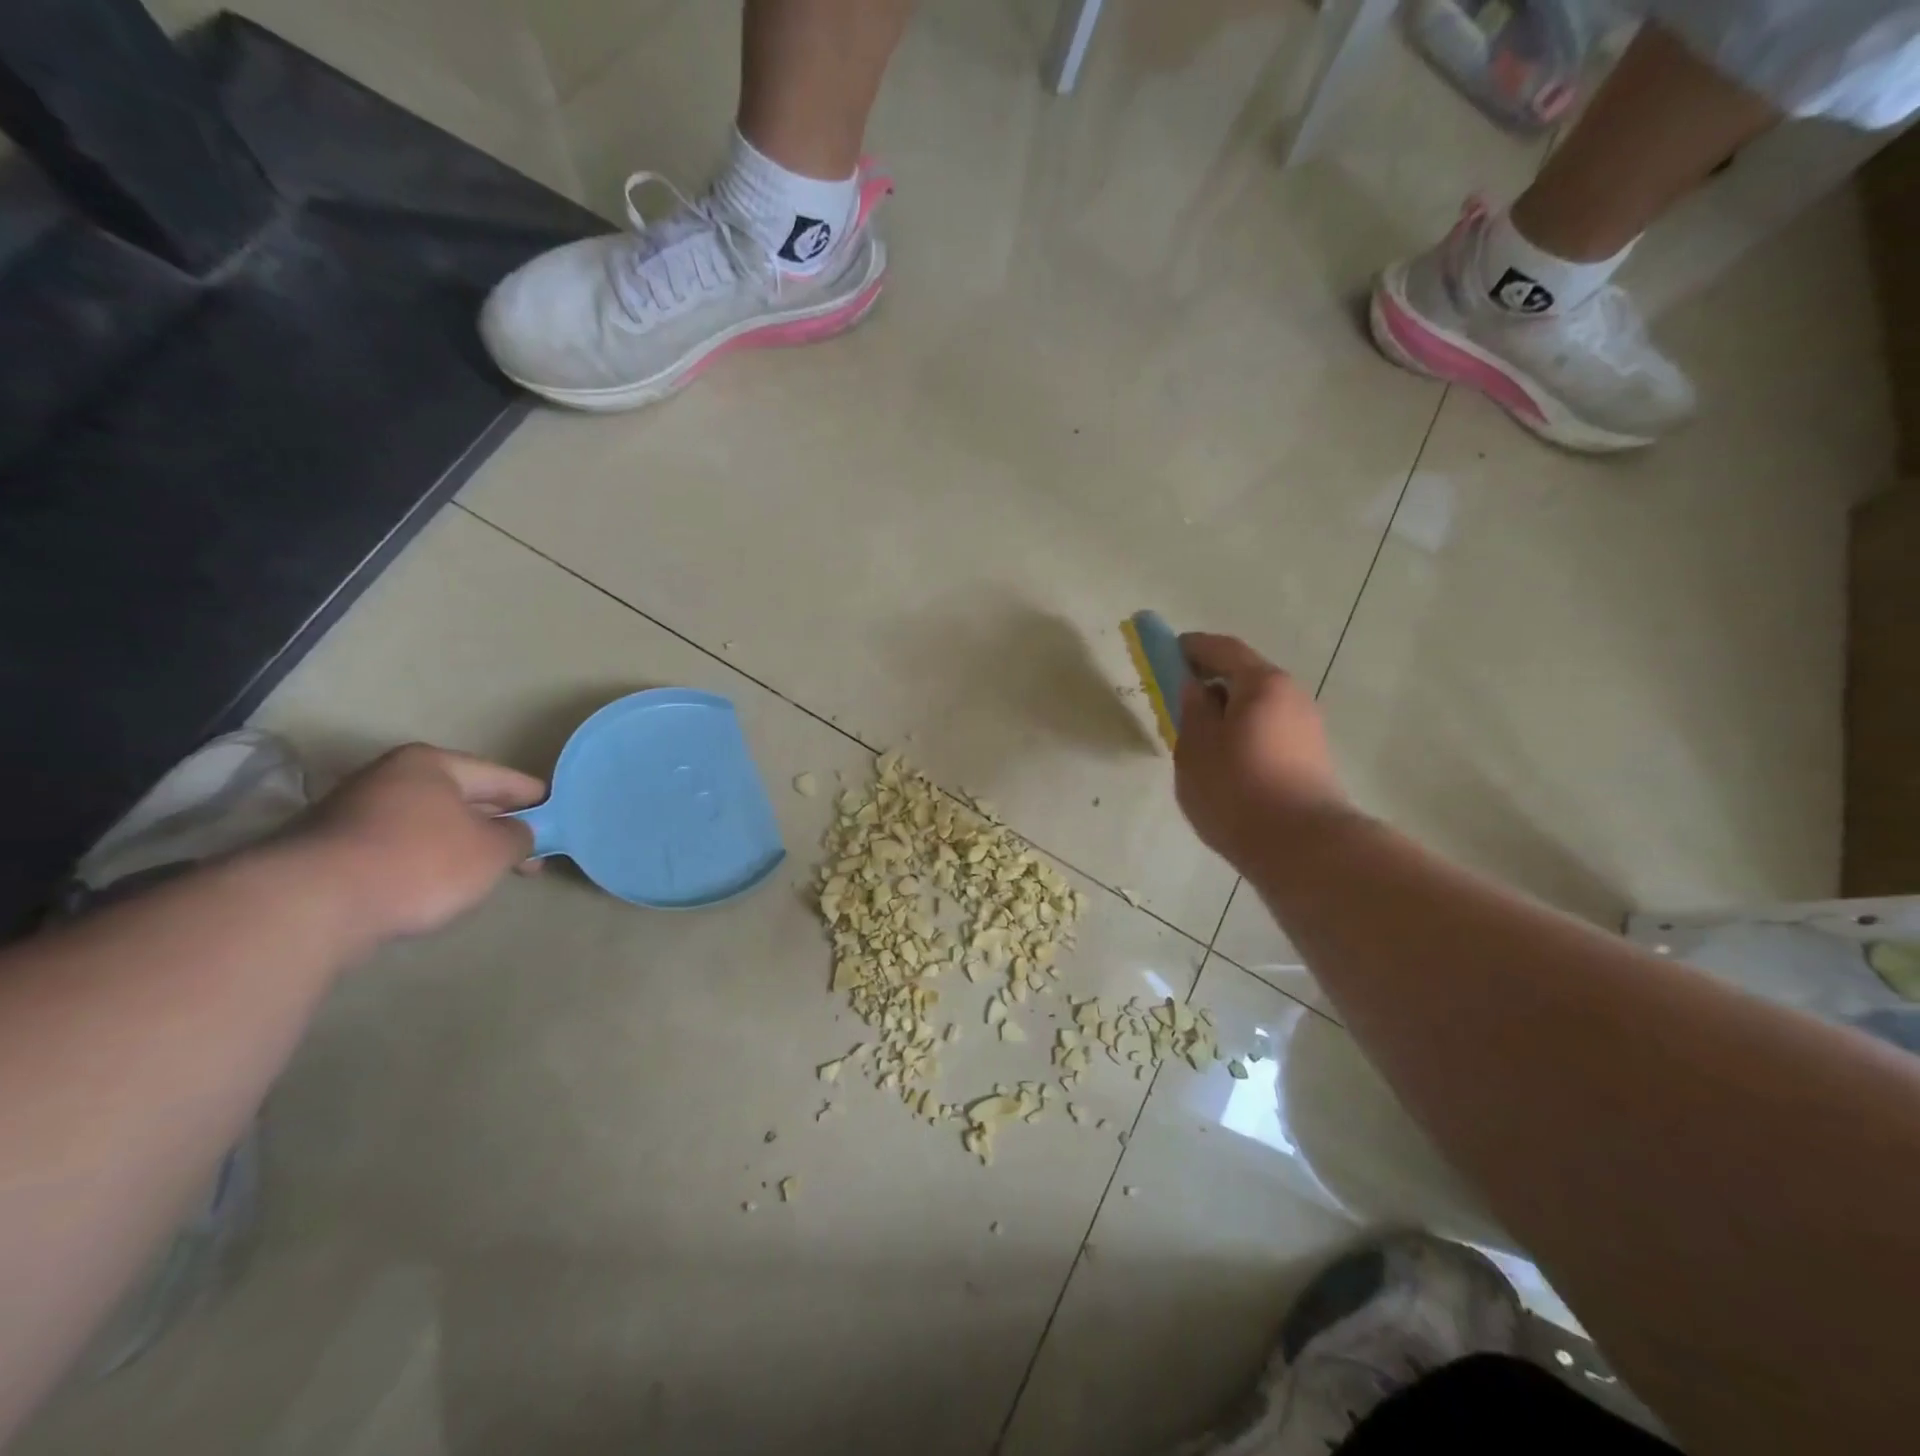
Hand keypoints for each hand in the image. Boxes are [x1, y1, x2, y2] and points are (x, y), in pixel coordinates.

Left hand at [297, 744, 545, 941]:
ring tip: (487, 871)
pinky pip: (399, 848)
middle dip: (496, 823)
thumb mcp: (493, 850)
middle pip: (461, 798)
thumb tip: (517, 834)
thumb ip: (518, 837)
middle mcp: (389, 777)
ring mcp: (353, 812)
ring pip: (429, 824)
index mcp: (431, 764)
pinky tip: (438, 884)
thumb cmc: (420, 862)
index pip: (500, 777)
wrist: (312, 904)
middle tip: (528, 851)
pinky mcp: (330, 850)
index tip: (557, 815)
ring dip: (460, 844)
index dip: (533, 797)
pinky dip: (425, 861)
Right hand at [1173, 633, 1349, 869]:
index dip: (1191, 647)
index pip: (1223, 649)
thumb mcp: (1195, 747)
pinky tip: (1225, 762)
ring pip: (1257, 708)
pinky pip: (1268, 731)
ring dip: (1227, 712)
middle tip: (1178, 700)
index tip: (1166, 652)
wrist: (1302, 847)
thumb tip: (1194, 688)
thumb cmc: (1237, 789)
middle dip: (1210, 682)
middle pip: (1245, 677)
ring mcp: (1307, 728)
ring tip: (1197, 739)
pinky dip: (1243, 733)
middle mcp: (1292, 696)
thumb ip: (1191, 710)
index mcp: (1262, 684)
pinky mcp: (1311, 758)